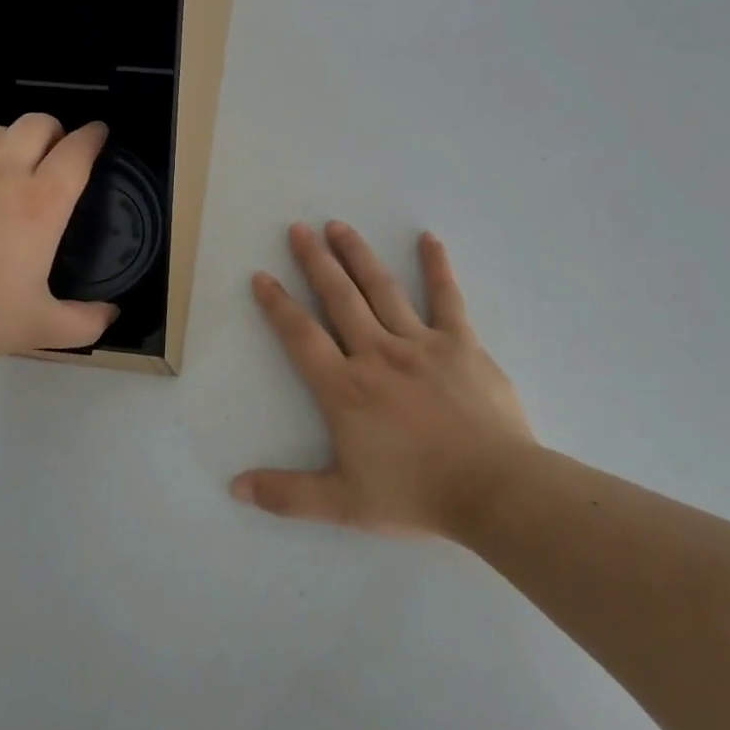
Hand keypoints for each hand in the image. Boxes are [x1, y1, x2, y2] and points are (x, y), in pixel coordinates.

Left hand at [0, 115, 118, 359]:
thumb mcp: (37, 329)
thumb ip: (84, 324)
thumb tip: (112, 315)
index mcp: (39, 204)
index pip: (75, 151)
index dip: (94, 136)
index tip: (100, 133)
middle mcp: (2, 175)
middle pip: (36, 123)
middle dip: (57, 127)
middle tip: (61, 149)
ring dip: (17, 139)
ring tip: (19, 166)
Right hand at [232, 221, 538, 538]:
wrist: (494, 490)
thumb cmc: (416, 495)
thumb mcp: (344, 504)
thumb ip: (288, 494)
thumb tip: (235, 488)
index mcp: (345, 389)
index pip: (301, 336)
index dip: (277, 305)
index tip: (262, 276)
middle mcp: (377, 354)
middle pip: (339, 298)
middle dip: (315, 261)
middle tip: (299, 228)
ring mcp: (420, 343)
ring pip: (382, 289)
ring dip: (358, 255)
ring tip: (339, 225)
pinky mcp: (461, 343)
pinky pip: (446, 297)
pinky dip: (436, 267)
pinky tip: (429, 239)